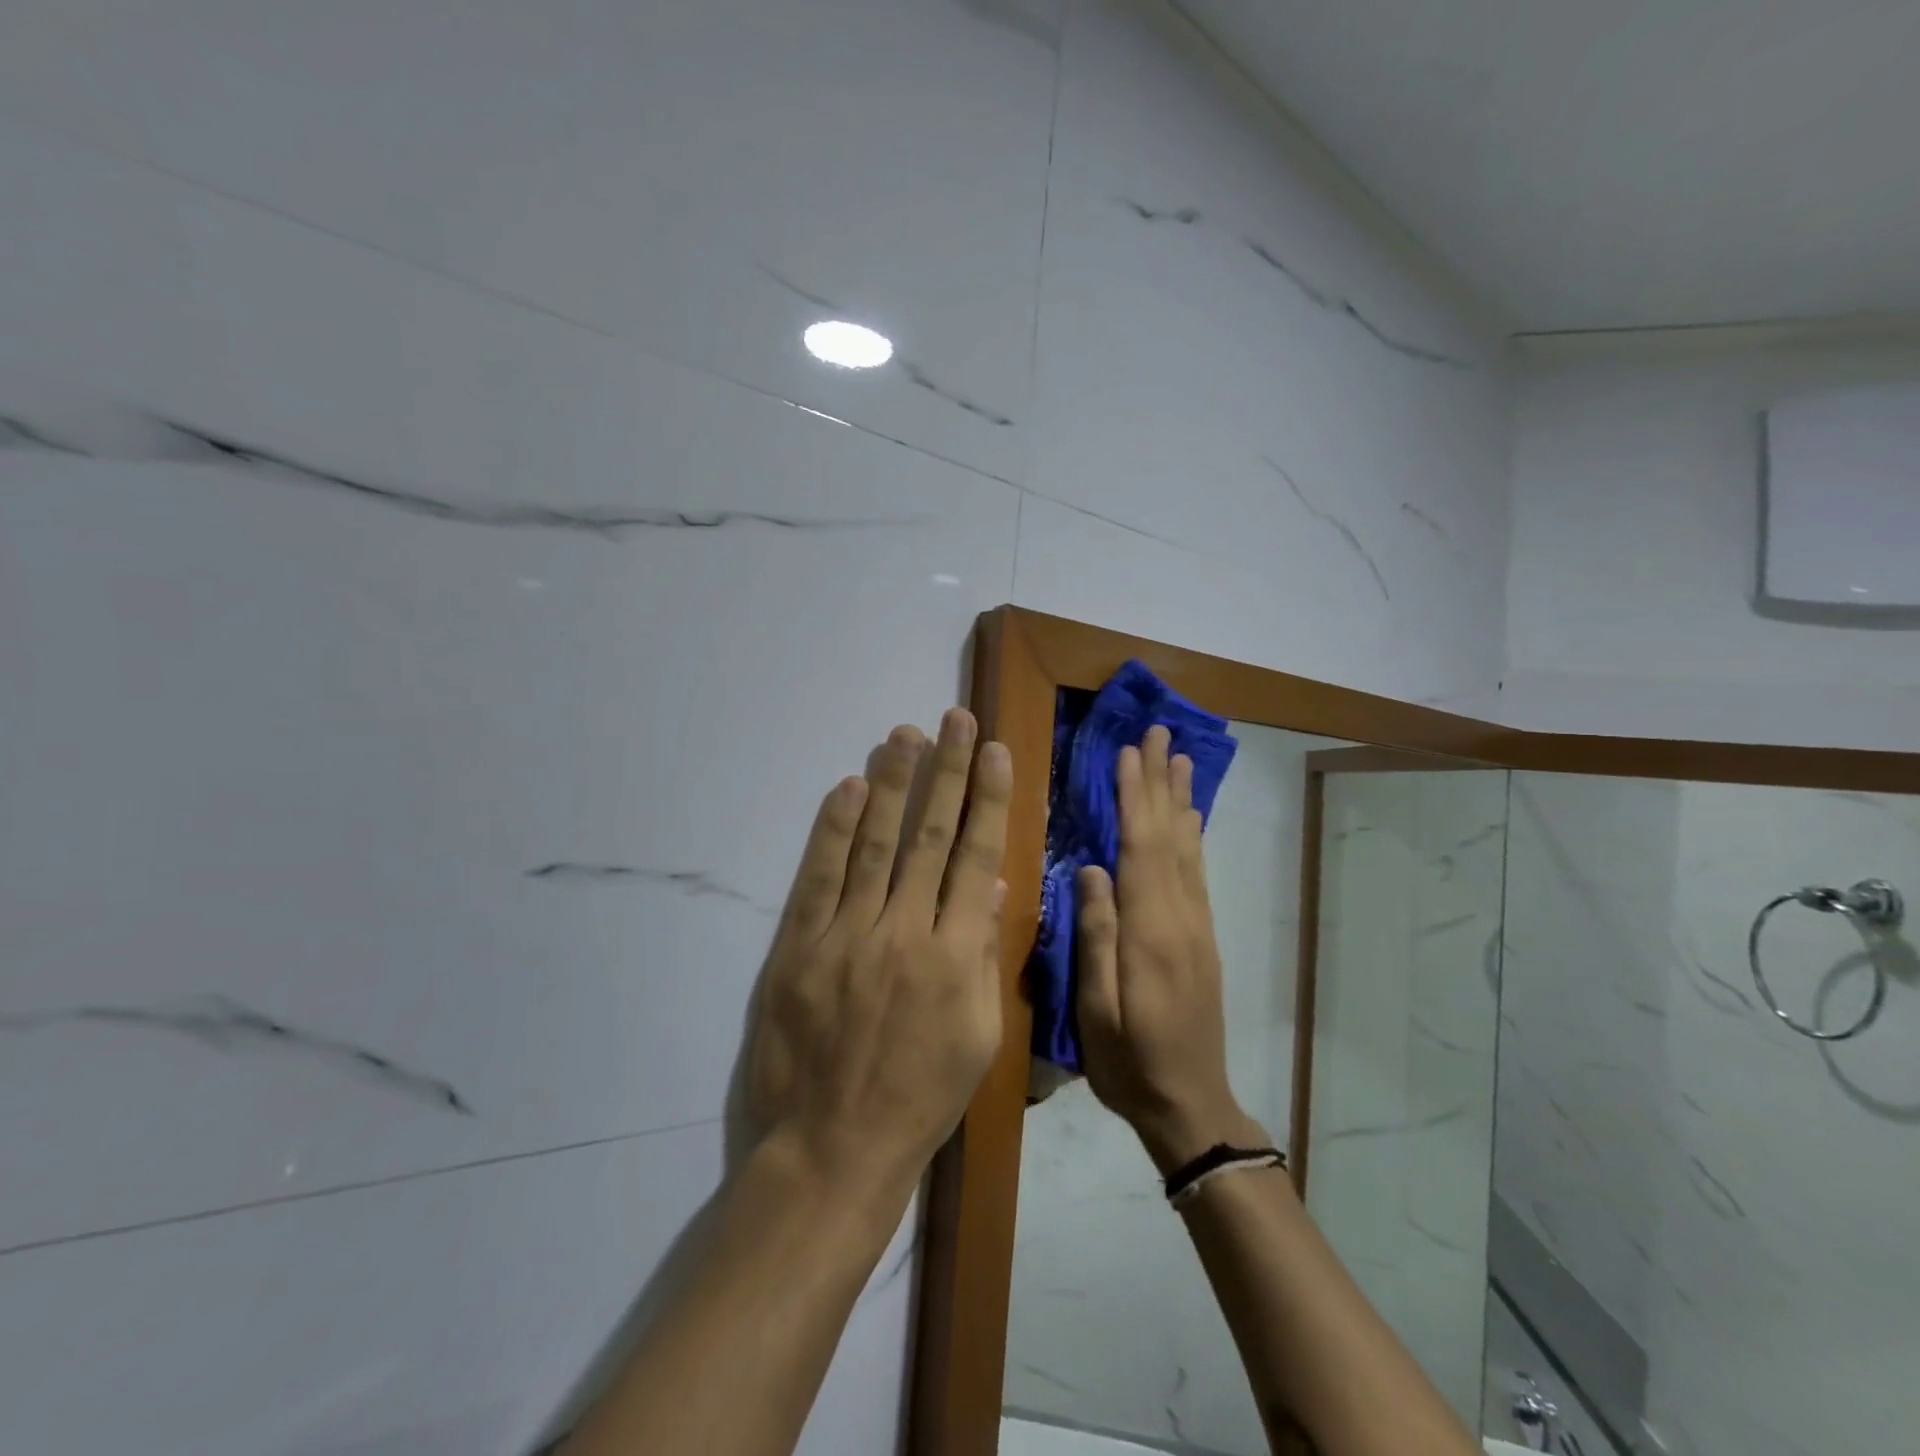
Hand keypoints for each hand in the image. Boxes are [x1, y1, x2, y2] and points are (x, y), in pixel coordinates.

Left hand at [747, 708, 1012, 1199]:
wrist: (833, 1150)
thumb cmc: (920, 1099)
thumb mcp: (979, 1037)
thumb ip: (985, 955)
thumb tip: (991, 886)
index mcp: (956, 957)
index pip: (976, 857)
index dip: (986, 799)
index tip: (993, 751)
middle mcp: (905, 933)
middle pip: (929, 836)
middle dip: (945, 772)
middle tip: (953, 719)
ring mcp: (847, 936)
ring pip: (875, 844)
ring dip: (891, 783)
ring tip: (904, 734)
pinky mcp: (798, 947)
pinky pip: (818, 877)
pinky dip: (833, 829)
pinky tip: (848, 787)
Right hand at [1075, 725, 1260, 1172]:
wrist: (1191, 1105)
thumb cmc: (1130, 1063)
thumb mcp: (1097, 1010)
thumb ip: (1096, 936)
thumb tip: (1090, 869)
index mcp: (1150, 932)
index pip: (1141, 850)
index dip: (1135, 798)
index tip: (1129, 752)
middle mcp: (1181, 918)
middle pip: (1170, 837)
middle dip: (1161, 782)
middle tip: (1159, 732)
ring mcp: (1197, 927)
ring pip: (1188, 849)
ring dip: (1182, 799)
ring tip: (1180, 758)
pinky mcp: (1202, 938)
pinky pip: (1197, 872)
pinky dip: (1193, 835)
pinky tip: (1190, 818)